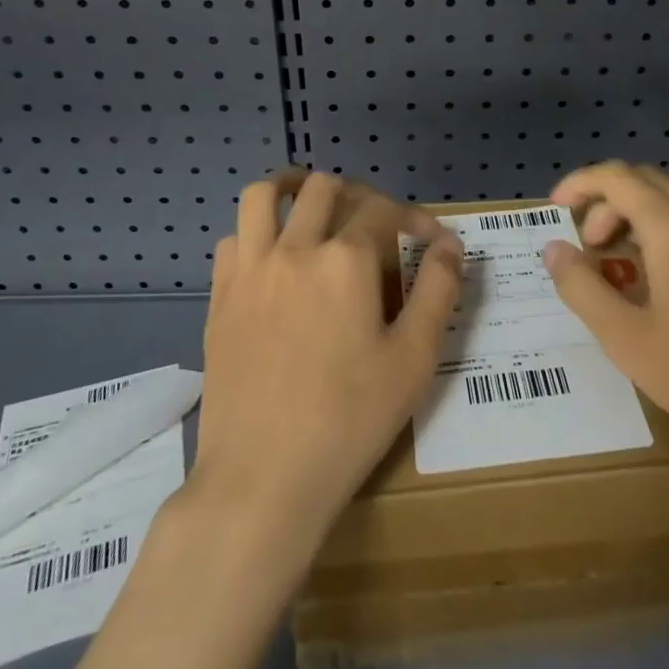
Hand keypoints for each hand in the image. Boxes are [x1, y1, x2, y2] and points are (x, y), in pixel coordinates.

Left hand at [193, 171, 462, 540]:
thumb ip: (438, 290)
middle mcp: (295, 248)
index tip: (431, 240)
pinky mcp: (219, 297)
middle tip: (374, 223)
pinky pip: (233, 239)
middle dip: (357, 195)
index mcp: (346, 260)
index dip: (415, 217)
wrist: (262, 479)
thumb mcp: (414, 358)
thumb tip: (449, 244)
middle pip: (324, 189)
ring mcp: (250, 270)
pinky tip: (273, 258)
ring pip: (263, 196)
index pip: (385, 210)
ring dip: (291, 189)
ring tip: (310, 205)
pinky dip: (255, 232)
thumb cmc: (349, 419)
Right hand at [543, 162, 668, 477]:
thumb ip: (581, 287)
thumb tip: (554, 249)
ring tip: (636, 254)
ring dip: (651, 208)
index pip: (618, 177)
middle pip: (652, 180)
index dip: (581, 183)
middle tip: (594, 245)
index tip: (558, 207)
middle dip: (611, 201)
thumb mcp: (626, 340)